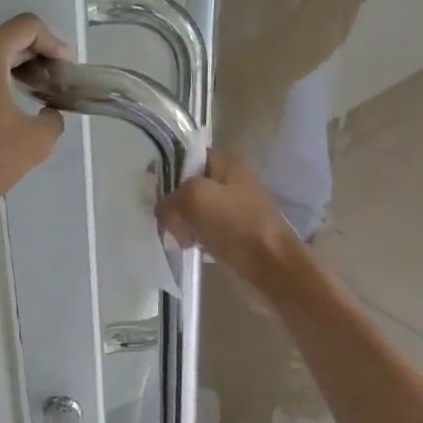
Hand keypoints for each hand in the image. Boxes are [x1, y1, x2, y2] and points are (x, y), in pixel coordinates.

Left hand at [0, 14, 71, 221]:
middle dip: (33, 57)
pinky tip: (4, 104)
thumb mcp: (37, 141)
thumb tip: (49, 112)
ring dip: (9, 69)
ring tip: (32, 93)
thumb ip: (53, 117)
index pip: (27, 27)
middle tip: (55, 82)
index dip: (54, 44)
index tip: (67, 69)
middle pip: (4, 40)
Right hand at [157, 150, 300, 290]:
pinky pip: (207, 230)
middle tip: (166, 220)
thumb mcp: (193, 199)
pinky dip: (196, 238)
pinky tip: (192, 248)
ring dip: (184, 223)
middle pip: (190, 185)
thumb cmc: (235, 225)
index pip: (188, 156)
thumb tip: (164, 213)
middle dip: (174, 202)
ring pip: (197, 210)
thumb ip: (169, 199)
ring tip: (179, 238)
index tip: (150, 189)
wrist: (272, 266)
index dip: (167, 169)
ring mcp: (237, 208)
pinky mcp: (238, 233)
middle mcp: (233, 181)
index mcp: (227, 163)